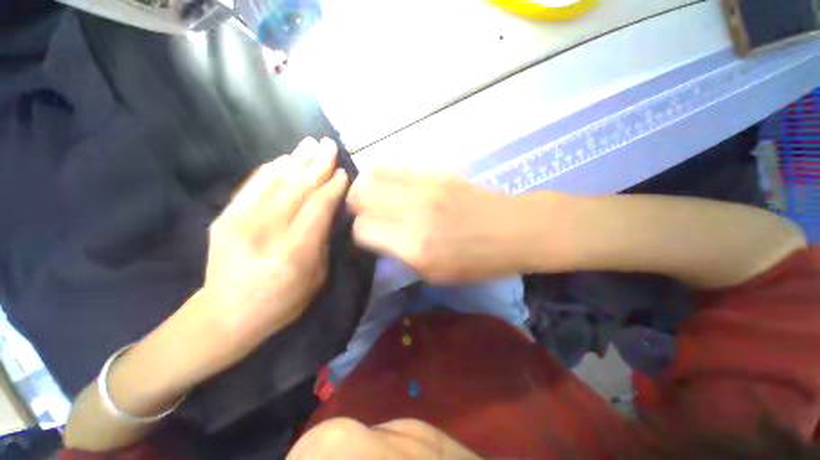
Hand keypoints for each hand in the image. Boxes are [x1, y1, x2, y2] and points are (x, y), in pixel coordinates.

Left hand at [200, 137, 347, 366]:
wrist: (227, 314)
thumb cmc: (283, 301)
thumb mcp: (317, 277)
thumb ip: (323, 239)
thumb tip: (329, 208)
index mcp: (295, 251)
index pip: (319, 206)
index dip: (333, 186)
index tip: (344, 172)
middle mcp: (266, 231)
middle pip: (298, 187)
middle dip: (318, 164)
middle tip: (330, 145)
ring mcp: (240, 221)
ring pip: (275, 180)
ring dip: (296, 159)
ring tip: (311, 143)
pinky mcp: (225, 217)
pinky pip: (253, 185)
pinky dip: (272, 169)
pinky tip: (286, 158)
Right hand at [347, 169, 536, 282]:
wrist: (514, 230)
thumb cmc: (477, 261)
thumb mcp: (434, 274)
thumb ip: (399, 255)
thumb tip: (376, 237)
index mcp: (415, 246)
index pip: (362, 229)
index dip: (359, 233)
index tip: (368, 236)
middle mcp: (414, 212)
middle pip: (360, 195)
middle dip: (355, 205)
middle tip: (365, 213)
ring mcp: (426, 186)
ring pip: (373, 174)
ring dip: (367, 187)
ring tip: (375, 197)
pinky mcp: (436, 171)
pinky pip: (396, 166)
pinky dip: (386, 176)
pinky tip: (393, 187)